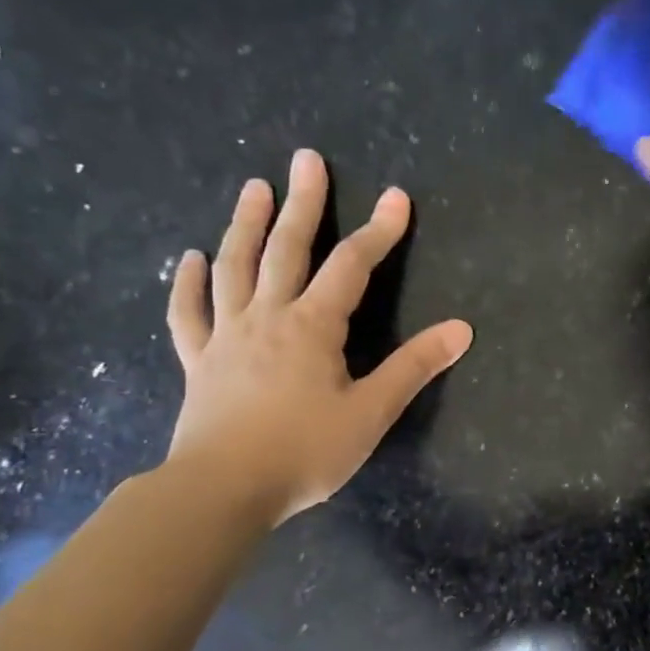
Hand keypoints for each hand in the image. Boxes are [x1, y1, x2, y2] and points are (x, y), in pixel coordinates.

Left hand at [164, 149, 471, 525]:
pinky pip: (189, 314)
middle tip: (306, 160)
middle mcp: (268, 317)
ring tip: (253, 188)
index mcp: (312, 327)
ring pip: (235, 268)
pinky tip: (190, 258)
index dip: (378, 231)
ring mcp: (227, 336)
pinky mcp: (199, 362)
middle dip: (302, 203)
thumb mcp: (372, 412)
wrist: (221, 490)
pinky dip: (188, 284)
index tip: (397, 198)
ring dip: (245, 225)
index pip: (352, 266)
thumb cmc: (305, 451)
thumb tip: (461, 329)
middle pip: (286, 249)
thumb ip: (414, 367)